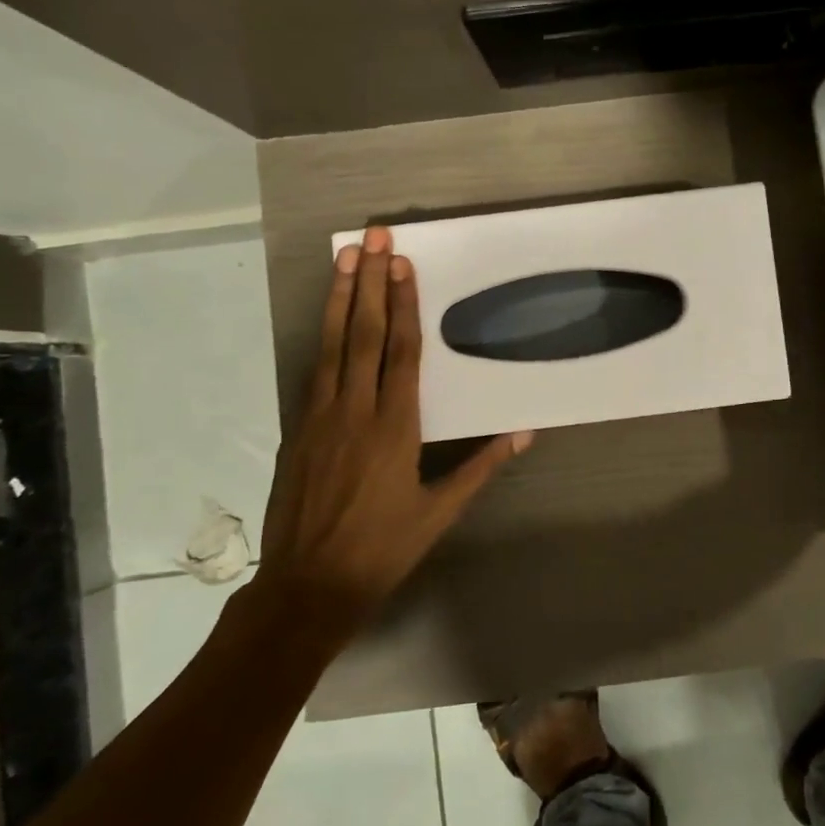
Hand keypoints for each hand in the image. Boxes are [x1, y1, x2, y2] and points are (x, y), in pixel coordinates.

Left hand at [250, 226, 531, 651]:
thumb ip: (481, 466)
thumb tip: (525, 432)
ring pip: (330, 345)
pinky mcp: (298, 430)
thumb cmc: (383, 548)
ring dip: (338, 298)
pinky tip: (327, 316)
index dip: (402, 305)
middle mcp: (355, 412)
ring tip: (342, 258)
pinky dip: (321, 336)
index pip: (400, 353)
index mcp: (395, 428)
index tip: (401, 265)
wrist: (307, 586)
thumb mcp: (441, 511)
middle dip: (367, 283)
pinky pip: (313, 371)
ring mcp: (320, 418)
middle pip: (362, 335)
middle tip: (371, 238)